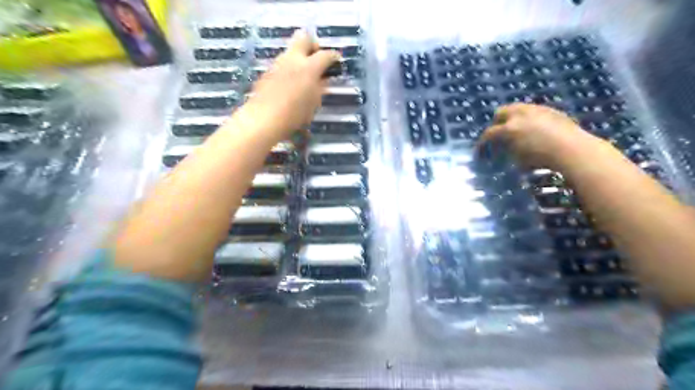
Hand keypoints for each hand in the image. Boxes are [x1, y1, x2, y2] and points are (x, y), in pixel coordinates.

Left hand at [234, 28, 340, 142]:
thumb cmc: (295, 115)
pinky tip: (290, 84)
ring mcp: (277, 64)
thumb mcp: (314, 103)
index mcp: (309, 67)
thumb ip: (320, 87)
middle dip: (313, 45)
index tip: (336, 60)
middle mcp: (292, 59)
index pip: (325, 55)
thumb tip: (322, 78)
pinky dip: (289, 69)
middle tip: (317, 57)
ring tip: (303, 74)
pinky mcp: (267, 72)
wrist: (264, 119)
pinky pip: (282, 64)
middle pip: (304, 38)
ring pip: (290, 51)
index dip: (333, 57)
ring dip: (299, 58)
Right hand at [479, 103, 608, 169]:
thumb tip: (501, 148)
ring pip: (516, 108)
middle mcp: (520, 114)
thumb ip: (506, 150)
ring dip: (511, 118)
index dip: (482, 143)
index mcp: (509, 128)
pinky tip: (533, 129)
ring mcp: (536, 109)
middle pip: (501, 112)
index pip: (489, 133)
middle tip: (497, 136)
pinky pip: (531, 111)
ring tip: (514, 131)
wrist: (573, 150)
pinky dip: (526, 118)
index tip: (480, 151)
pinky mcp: (550, 110)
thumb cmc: (542, 158)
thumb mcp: (517, 158)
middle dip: (496, 123)